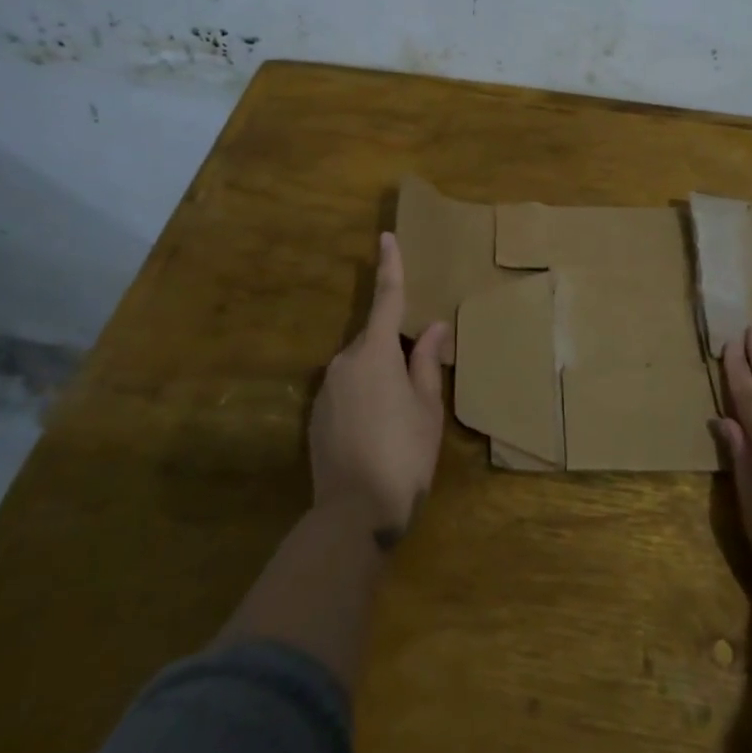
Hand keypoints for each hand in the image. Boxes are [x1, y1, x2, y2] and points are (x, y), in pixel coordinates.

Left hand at [309, 233, 450, 548]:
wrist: (352, 515)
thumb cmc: (403, 455)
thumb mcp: (427, 408)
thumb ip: (426, 361)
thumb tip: (435, 326)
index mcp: (374, 354)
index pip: (386, 299)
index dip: (389, 267)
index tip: (386, 237)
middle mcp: (344, 362)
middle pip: (374, 339)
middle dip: (395, 348)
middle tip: (420, 379)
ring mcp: (326, 389)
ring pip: (360, 366)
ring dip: (380, 375)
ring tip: (401, 415)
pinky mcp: (316, 416)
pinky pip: (347, 390)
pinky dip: (364, 396)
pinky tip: (378, 430)